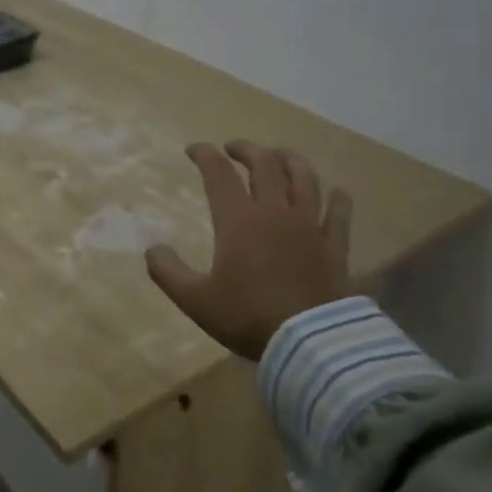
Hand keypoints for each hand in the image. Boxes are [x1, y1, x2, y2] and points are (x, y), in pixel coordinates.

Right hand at [146, 142, 352, 361]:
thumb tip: (153, 249)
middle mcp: (275, 213)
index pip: (219, 174)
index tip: (193, 149)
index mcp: (238, 220)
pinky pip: (339, 214)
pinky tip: (338, 192)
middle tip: (233, 148)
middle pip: (264, 165)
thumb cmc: (247, 316)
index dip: (205, 155)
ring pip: (304, 179)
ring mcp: (309, 227)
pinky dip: (338, 199)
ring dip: (290, 160)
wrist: (310, 343)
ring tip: (280, 155)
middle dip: (246, 150)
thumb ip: (168, 272)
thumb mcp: (195, 299)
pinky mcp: (335, 247)